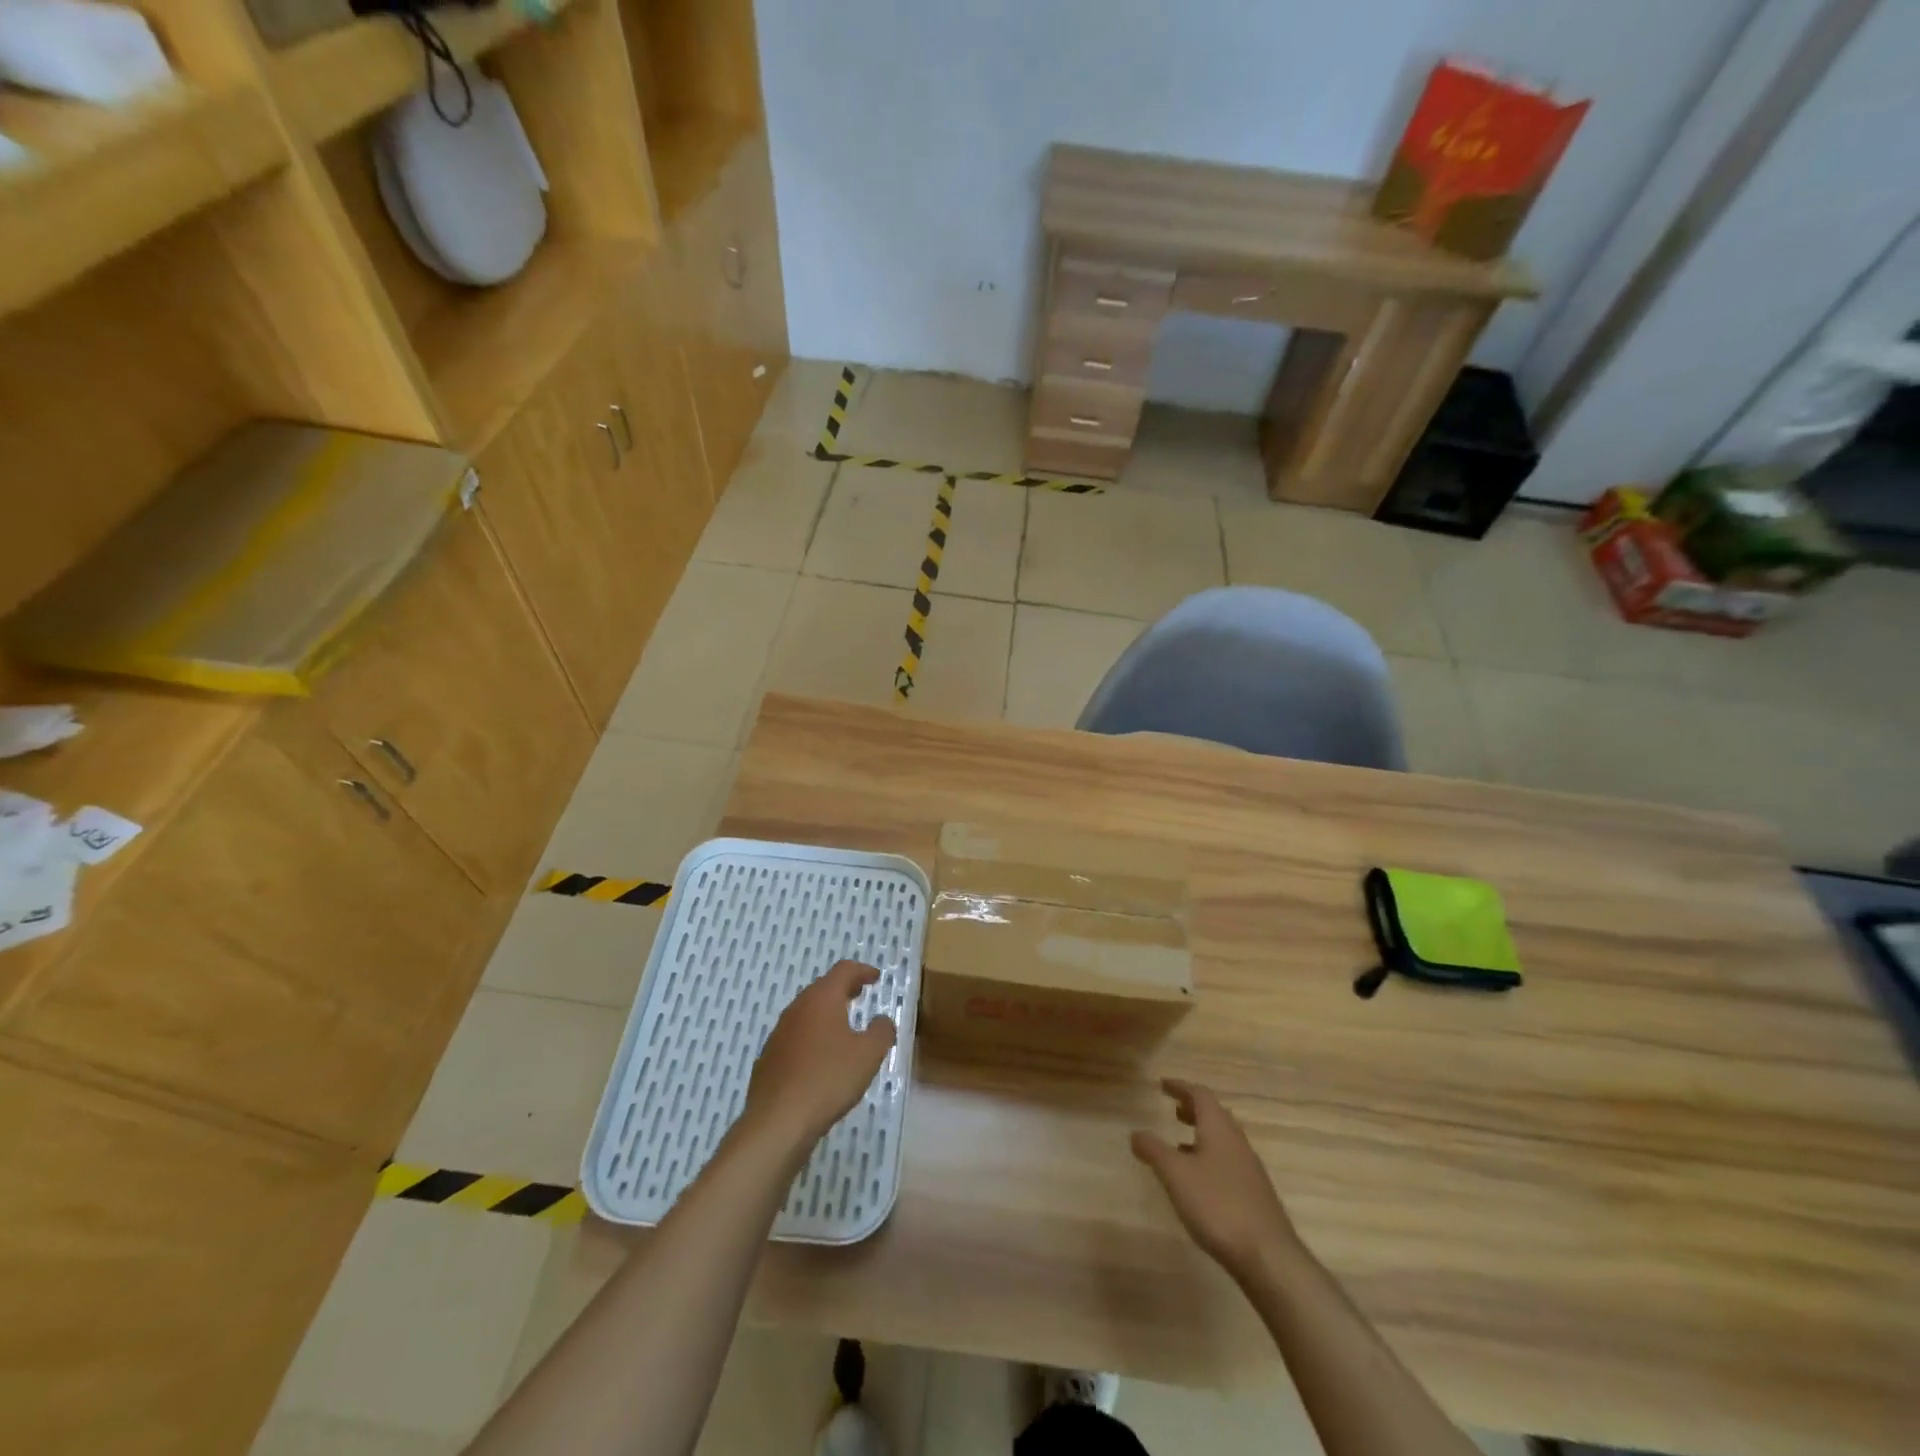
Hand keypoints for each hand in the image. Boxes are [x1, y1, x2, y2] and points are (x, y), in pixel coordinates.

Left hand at [743, 960, 896, 1153]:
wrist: (778, 1121)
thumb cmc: (828, 1079)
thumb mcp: (869, 1055)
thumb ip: (881, 1031)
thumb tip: (882, 1020)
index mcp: (822, 999)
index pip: (843, 971)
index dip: (862, 970)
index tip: (875, 977)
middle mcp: (797, 1008)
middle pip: (822, 988)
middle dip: (843, 989)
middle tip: (859, 994)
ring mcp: (779, 1033)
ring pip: (807, 1012)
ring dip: (826, 1013)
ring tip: (843, 1026)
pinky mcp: (769, 1058)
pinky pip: (796, 1036)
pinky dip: (812, 1036)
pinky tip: (820, 1057)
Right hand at [1131, 1078, 1300, 1285]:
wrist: (1268, 1256)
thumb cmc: (1217, 1205)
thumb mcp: (1175, 1174)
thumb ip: (1153, 1150)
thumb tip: (1135, 1133)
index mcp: (1219, 1129)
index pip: (1200, 1095)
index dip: (1181, 1086)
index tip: (1163, 1084)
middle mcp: (1237, 1142)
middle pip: (1215, 1114)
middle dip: (1193, 1108)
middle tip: (1173, 1108)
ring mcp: (1249, 1169)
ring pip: (1223, 1139)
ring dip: (1202, 1134)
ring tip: (1180, 1143)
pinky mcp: (1254, 1194)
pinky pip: (1228, 1161)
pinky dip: (1210, 1157)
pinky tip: (1199, 1180)